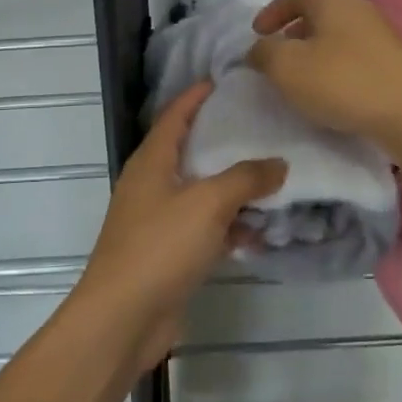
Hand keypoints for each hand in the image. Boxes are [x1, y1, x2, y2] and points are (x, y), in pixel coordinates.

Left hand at [76, 82, 285, 370]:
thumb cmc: (160, 247)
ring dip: (234, 190)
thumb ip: (246, 179)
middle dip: (225, 141)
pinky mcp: (169, 253)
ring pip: (202, 192)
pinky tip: (260, 235)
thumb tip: (279, 163)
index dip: (197, 96)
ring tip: (275, 180)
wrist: (122, 319)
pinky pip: (204, 229)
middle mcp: (152, 184)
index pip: (175, 115)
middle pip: (191, 151)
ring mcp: (159, 220)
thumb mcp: (208, 204)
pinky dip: (229, 228)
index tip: (226, 81)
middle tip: (264, 128)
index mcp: (152, 160)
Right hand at [247, 0, 401, 145]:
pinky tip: (331, 92)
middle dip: (293, 32)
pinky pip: (353, 56)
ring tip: (300, 78)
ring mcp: (379, 33)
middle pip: (317, 13)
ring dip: (314, 51)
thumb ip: (264, 53)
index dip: (271, 12)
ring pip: (335, 35)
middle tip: (276, 55)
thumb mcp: (286, 67)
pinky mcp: (392, 60)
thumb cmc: (342, 80)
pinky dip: (334, 67)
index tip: (257, 34)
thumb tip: (260, 49)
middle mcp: (357, 6)